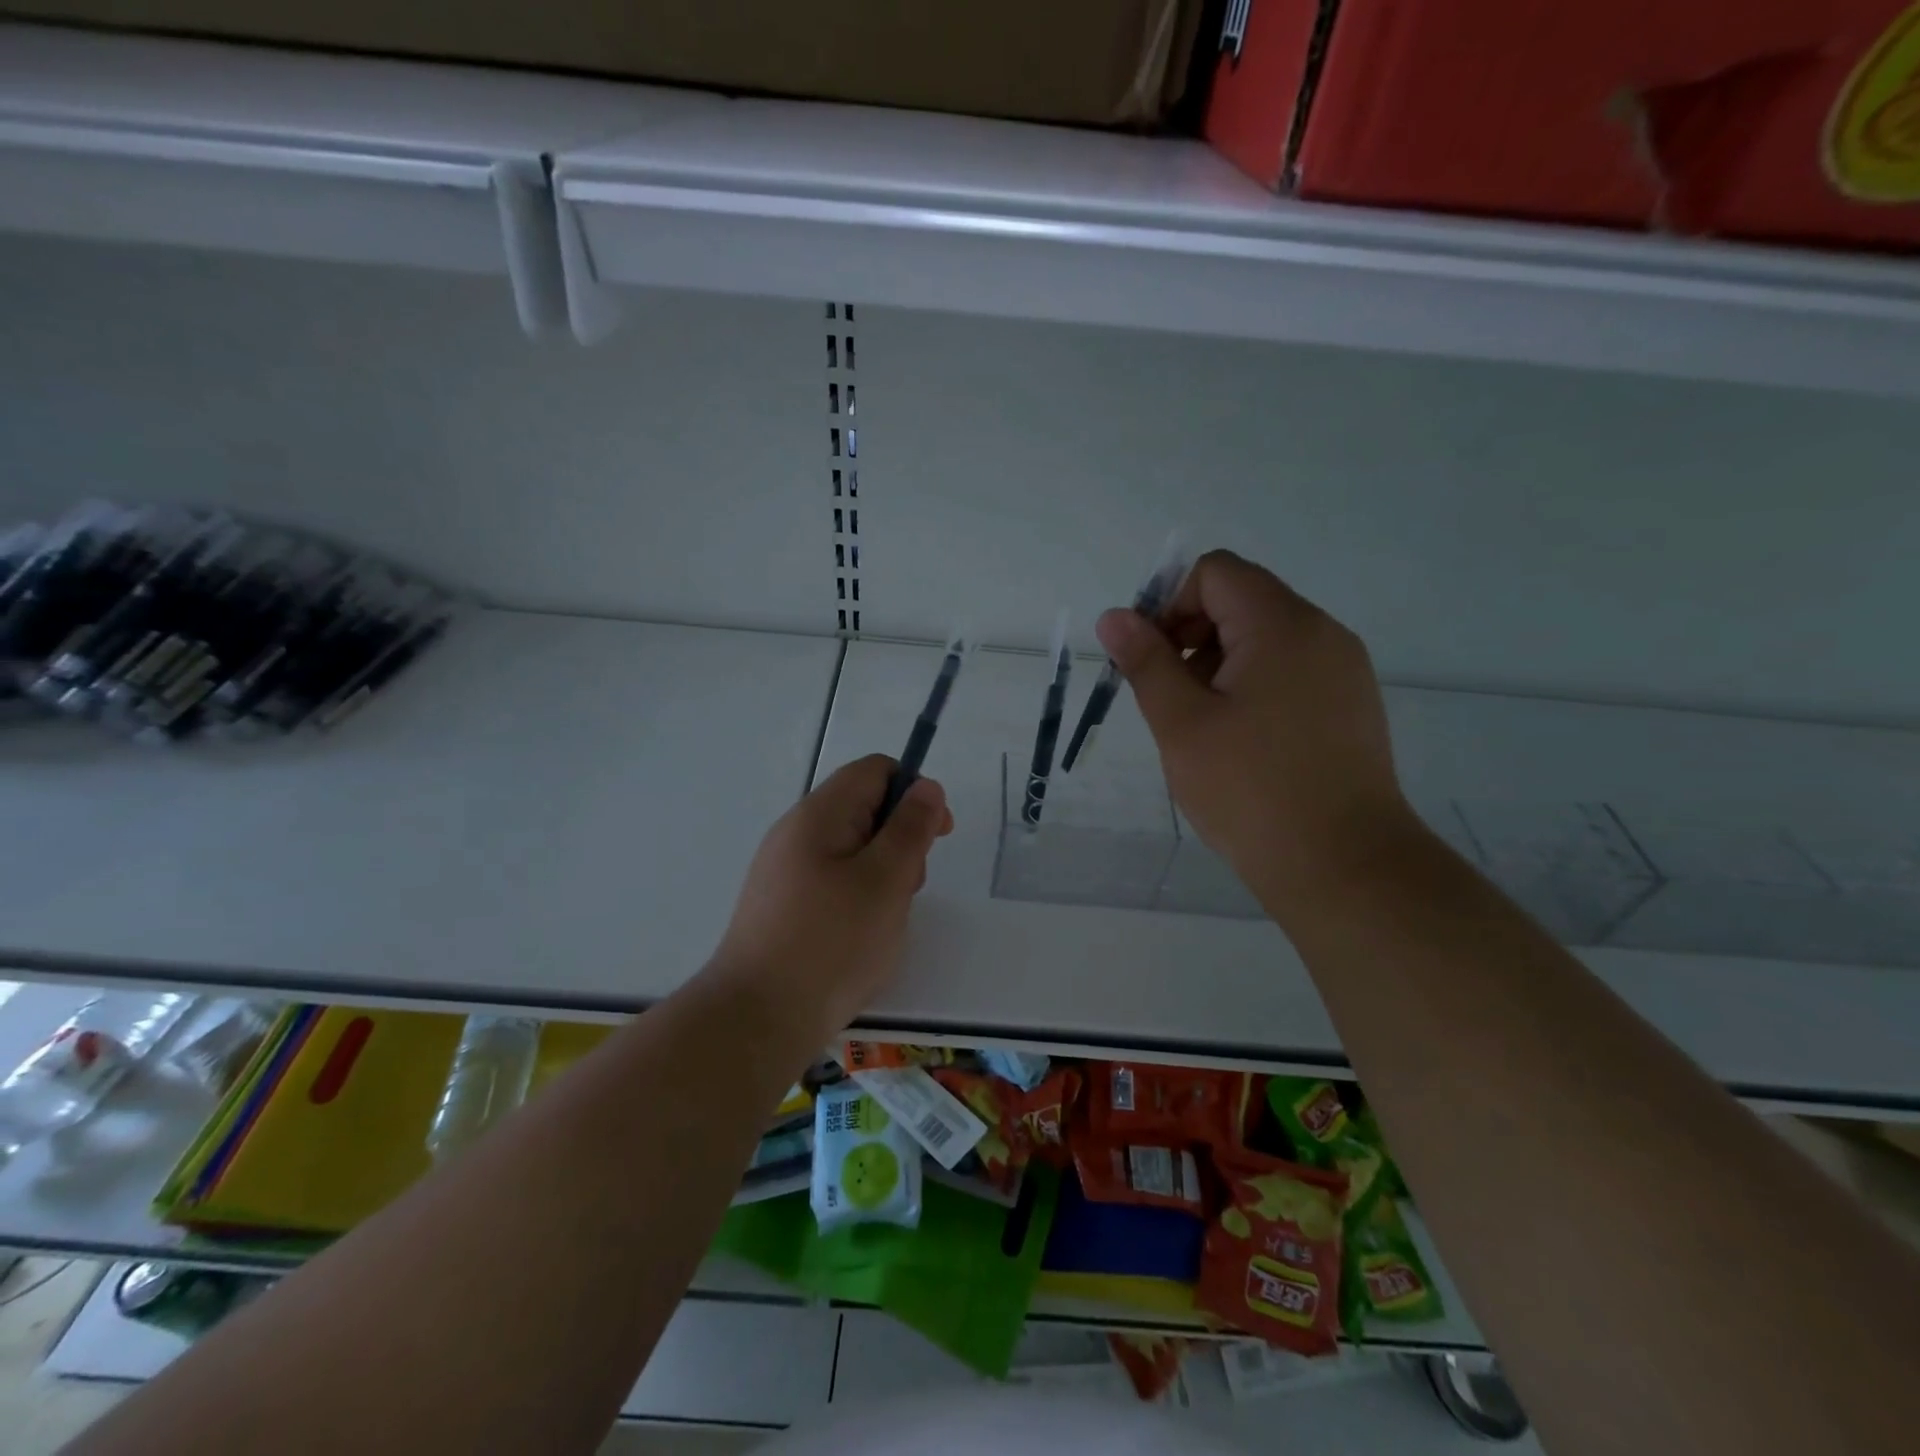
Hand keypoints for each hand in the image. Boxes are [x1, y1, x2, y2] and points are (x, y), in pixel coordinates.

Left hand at [710, 754, 952, 1036]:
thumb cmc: (831, 942)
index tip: (937, 834)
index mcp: (820, 814)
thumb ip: (911, 828)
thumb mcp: (886, 879)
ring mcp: (784, 871)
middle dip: (900, 842)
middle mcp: (796, 833)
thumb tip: (926, 786)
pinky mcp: (782, 906)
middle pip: (864, 811)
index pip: (875, 771)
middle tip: (909, 888)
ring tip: (885, 922)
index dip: (914, 791)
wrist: (757, 1019)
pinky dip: (859, 901)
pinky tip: (861, 940)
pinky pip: (833, 884)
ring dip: (883, 876)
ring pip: (852, 852)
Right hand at [1095, 550, 1418, 916]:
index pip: (1216, 573)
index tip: (1150, 659)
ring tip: (1201, 727)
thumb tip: (1115, 617)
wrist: (1344, 866)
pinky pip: (1290, 671)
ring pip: (1264, 639)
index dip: (1170, 603)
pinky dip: (1252, 686)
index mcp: (1282, 625)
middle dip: (1191, 636)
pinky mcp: (1351, 705)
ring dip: (1218, 665)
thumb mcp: (1181, 723)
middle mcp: (1321, 633)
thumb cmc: (1251, 790)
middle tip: (1169, 698)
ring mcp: (1344, 670)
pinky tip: (1240, 742)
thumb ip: (1146, 661)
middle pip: (1241, 601)